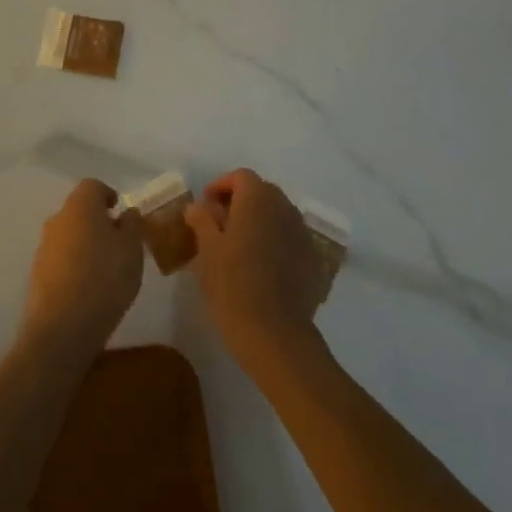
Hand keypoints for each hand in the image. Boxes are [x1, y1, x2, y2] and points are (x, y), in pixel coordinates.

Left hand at [19, 180, 144, 360]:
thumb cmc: (105, 278)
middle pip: (79, 210)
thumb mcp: (132, 249)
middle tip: (119, 243)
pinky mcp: (37, 274)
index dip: (109, 195)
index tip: (122, 213)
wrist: (62, 327)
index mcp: (80, 205)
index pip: (93, 186)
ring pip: (69, 235)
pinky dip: (75, 265)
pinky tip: (89, 288)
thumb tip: (126, 213)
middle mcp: (57, 219)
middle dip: (98, 222)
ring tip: (107, 270)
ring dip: (86, 244)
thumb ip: (132, 225)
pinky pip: (61, 259)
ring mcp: (44, 247)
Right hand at [185, 169, 326, 368]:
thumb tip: (198, 206)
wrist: (275, 334)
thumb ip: (201, 220)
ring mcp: (302, 233)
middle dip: (240, 202)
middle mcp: (284, 208)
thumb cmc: (232, 286)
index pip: (241, 177)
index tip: (206, 207)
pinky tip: (262, 267)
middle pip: (262, 192)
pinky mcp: (313, 259)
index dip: (221, 186)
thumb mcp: (207, 251)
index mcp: (257, 199)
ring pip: (278, 215)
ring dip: (259, 221)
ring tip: (239, 247)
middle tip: (219, 226)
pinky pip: (290, 238)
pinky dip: (275, 241)